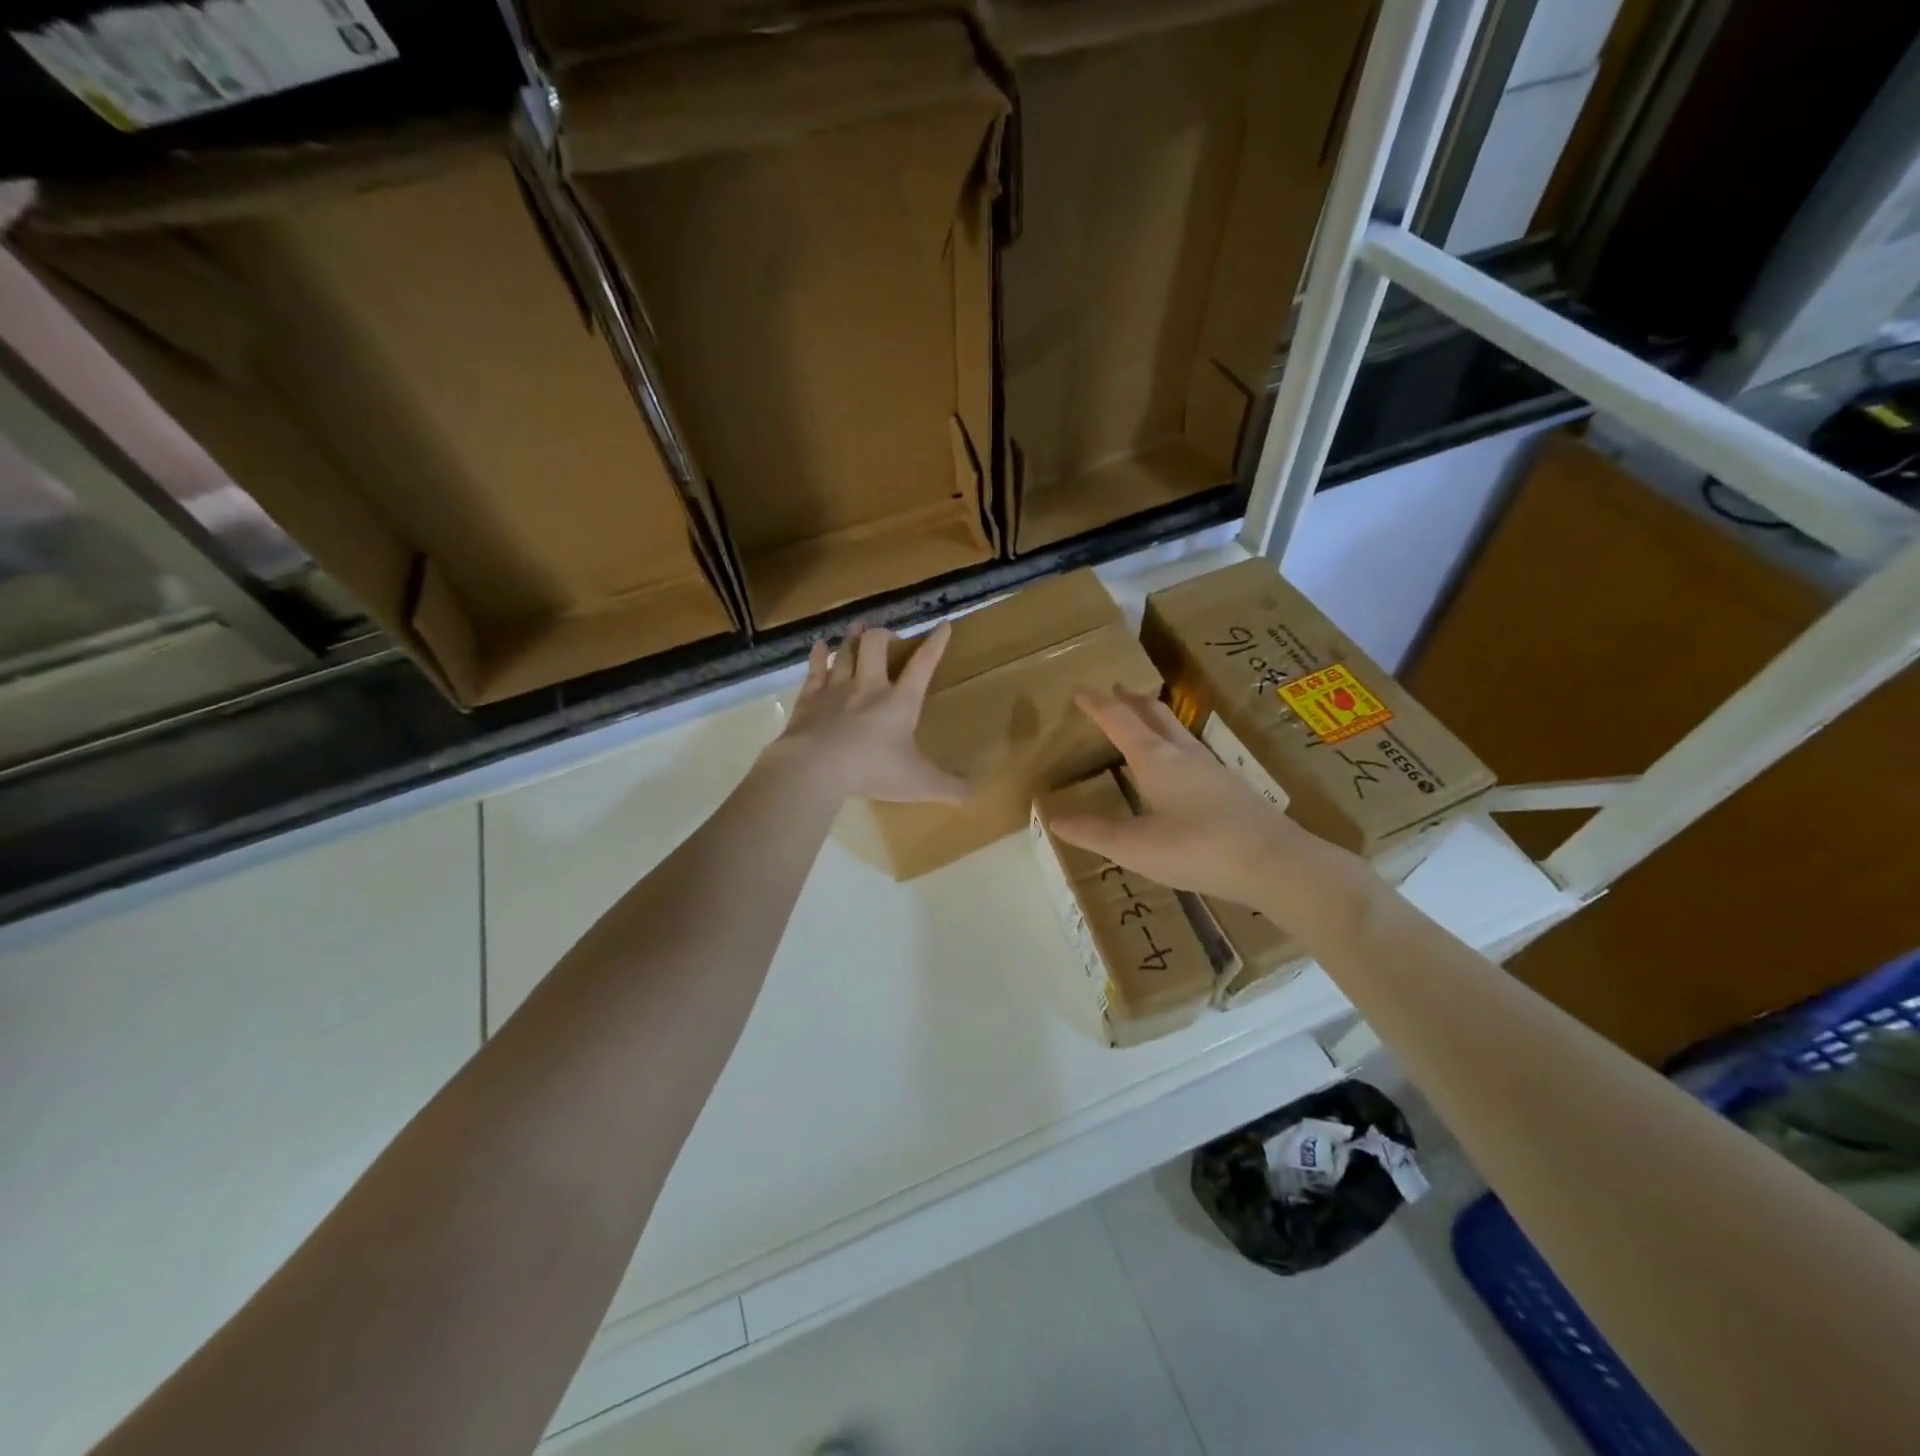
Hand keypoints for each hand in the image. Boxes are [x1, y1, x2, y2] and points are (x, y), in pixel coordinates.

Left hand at [767, 623, 967, 804]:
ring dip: (852, 637)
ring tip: (857, 627)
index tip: (943, 625)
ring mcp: (836, 689)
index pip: (923, 664)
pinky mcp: (809, 699)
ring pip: (845, 651)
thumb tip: (977, 794)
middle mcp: (869, 686)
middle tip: (889, 638)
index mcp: (900, 701)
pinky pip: (815, 669)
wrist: (815, 768)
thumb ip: (949, 787)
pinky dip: (818, 655)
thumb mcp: (919, 783)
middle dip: (884, 635)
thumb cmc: (873, 771)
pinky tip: (819, 646)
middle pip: (876, 645)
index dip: (935, 643)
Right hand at [1048, 688, 1330, 908]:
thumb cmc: (1197, 849)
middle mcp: (1183, 754)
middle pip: (1154, 714)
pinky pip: (1193, 751)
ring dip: (1155, 719)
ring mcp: (1212, 768)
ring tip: (1142, 721)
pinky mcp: (1230, 787)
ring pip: (1177, 730)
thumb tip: (1055, 819)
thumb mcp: (1135, 847)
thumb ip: (1094, 832)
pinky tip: (1178, 766)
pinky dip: (1173, 743)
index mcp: (1155, 759)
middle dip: (1131, 701)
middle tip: (1115, 691)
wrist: (1274, 862)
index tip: (1081, 690)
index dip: (1098, 705)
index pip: (1119, 721)